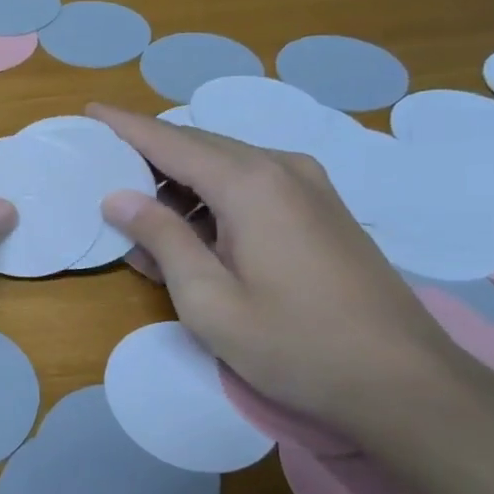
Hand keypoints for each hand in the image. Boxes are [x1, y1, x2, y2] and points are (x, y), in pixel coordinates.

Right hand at [88, 104, 474, 436]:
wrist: (404, 382)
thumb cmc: (295, 345)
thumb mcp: (209, 301)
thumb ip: (162, 239)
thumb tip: (118, 197)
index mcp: (249, 183)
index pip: (170, 141)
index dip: (126, 126)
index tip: (89, 111)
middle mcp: (281, 167)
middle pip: (199, 145)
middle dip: (149, 153)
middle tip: (105, 168)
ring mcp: (310, 185)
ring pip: (227, 163)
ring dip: (182, 179)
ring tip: (141, 208)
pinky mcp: (323, 209)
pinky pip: (253, 183)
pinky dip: (214, 194)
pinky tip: (195, 227)